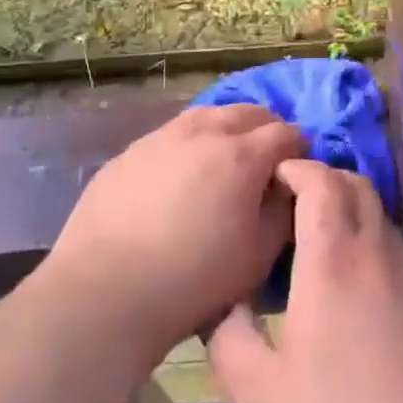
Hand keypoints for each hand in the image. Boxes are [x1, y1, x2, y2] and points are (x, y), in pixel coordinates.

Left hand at [50, 105, 303, 355]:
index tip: (294, 173)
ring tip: (222, 162)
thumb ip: (282, 211)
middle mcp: (203, 132)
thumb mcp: (259, 254)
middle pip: (248, 112)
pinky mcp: (129, 152)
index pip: (286, 133)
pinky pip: (170, 136)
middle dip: (265, 130)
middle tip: (263, 162)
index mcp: (242, 154)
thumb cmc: (194, 278)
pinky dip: (188, 146)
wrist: (106, 291)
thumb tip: (286, 187)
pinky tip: (178, 178)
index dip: (297, 150)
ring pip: (206, 116)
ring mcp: (161, 137)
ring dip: (225, 130)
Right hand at [208, 160, 402, 402]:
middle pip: (356, 185)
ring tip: (313, 240)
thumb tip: (227, 304)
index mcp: (333, 261)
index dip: (296, 168)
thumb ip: (229, 338)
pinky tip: (347, 283)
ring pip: (378, 214)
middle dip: (322, 177)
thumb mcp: (259, 393)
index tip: (271, 177)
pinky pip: (391, 245)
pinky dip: (365, 238)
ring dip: (347, 207)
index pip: (321, 182)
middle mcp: (375, 253)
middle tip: (288, 202)